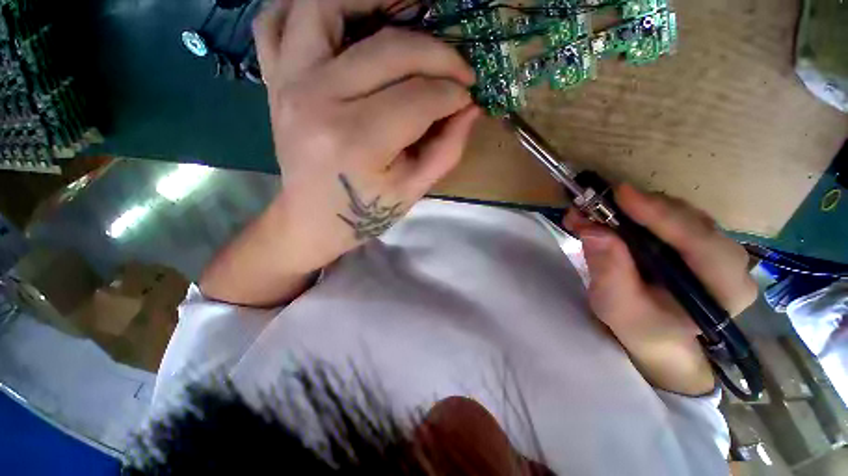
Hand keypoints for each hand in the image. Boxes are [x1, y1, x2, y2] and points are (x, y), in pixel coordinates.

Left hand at [254, 0, 478, 273]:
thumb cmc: (365, 213)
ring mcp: (288, 83)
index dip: (453, 94)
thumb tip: (471, 108)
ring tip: (408, 11)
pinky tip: (342, 18)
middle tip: (457, 70)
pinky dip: (307, 7)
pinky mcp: (274, 80)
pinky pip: (276, 20)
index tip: (468, 98)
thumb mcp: (413, 190)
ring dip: (372, 0)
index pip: (419, 98)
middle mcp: (318, 101)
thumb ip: (447, 149)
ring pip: (325, 6)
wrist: (312, 221)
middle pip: (389, 50)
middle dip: (437, 54)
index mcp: (357, 142)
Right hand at [565, 184, 757, 395]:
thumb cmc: (641, 328)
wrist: (656, 334)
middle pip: (690, 221)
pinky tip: (609, 213)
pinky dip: (636, 210)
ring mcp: (713, 246)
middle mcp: (728, 261)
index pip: (702, 244)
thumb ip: (609, 271)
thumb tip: (593, 229)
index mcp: (725, 289)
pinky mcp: (693, 239)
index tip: (621, 194)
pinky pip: (668, 215)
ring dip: (634, 207)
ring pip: (678, 213)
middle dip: (641, 208)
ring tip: (595, 210)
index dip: (662, 216)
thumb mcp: (618, 307)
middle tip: (596, 203)